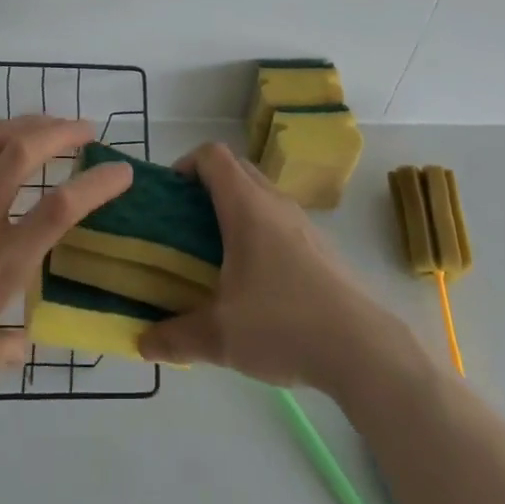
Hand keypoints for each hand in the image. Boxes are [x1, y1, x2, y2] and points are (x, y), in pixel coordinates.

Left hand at [0, 115, 131, 436]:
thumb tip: (23, 338)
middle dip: (60, 131)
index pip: (62, 210)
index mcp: (0, 267)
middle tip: (82, 129)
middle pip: (23, 153)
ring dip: (21, 125)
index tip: (121, 170)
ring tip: (41, 124)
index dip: (98, 183)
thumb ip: (5, 347)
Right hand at [138, 143, 412, 395]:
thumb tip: (143, 343)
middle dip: (206, 187)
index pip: (212, 155)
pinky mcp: (319, 246)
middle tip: (185, 225)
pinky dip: (258, 230)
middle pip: (235, 169)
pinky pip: (278, 219)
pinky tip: (254, 280)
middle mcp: (274, 202)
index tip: (170, 197)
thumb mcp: (219, 337)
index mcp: (246, 206)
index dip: (186, 164)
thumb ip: (175, 337)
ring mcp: (301, 222)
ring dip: (234, 209)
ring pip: (259, 194)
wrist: (362, 348)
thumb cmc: (284, 324)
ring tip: (215, 254)